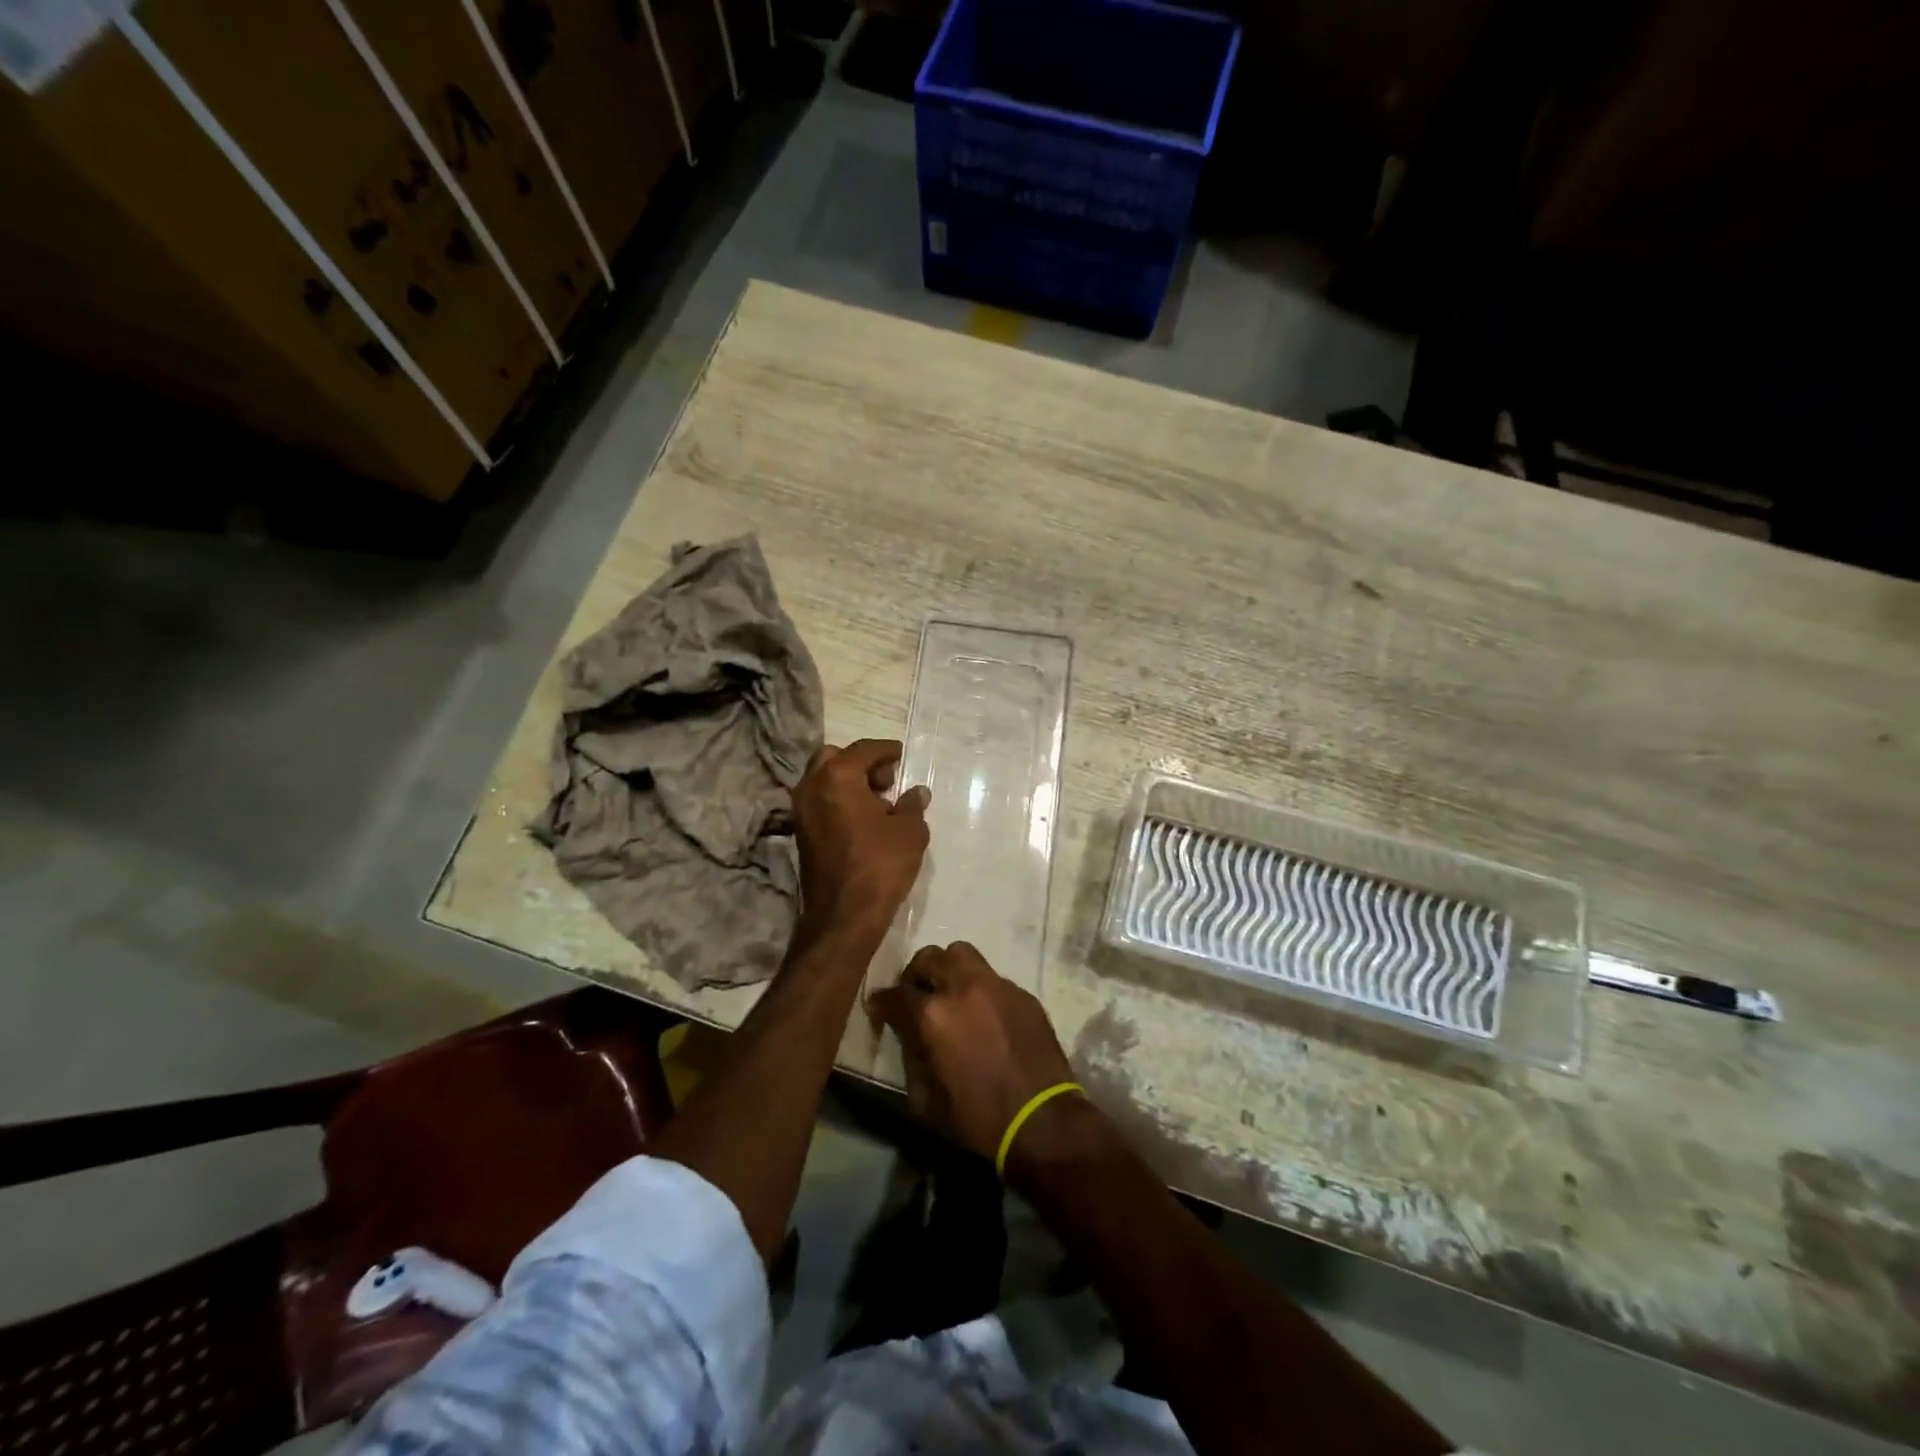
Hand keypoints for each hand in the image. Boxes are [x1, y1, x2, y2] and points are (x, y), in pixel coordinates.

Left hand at [791, 739, 929, 943]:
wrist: (843, 915)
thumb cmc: (880, 864)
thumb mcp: (909, 831)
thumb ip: (912, 805)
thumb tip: (916, 792)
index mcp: (837, 777)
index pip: (864, 750)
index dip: (886, 750)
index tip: (901, 755)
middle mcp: (812, 787)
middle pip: (834, 758)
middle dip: (860, 763)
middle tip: (886, 780)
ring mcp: (801, 811)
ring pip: (823, 780)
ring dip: (848, 783)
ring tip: (878, 803)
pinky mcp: (800, 834)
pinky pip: (820, 802)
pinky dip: (838, 801)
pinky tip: (863, 821)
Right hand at [867, 942, 1078, 1165]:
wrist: (1042, 1122)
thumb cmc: (978, 1119)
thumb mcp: (927, 1100)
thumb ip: (911, 1056)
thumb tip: (906, 1035)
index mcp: (933, 1015)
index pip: (896, 994)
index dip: (882, 1003)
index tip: (879, 1010)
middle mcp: (962, 988)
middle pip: (929, 958)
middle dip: (916, 976)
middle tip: (916, 997)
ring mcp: (996, 985)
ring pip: (962, 954)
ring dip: (948, 969)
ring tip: (950, 995)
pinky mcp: (1022, 993)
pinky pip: (992, 977)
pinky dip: (979, 989)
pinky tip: (984, 1015)